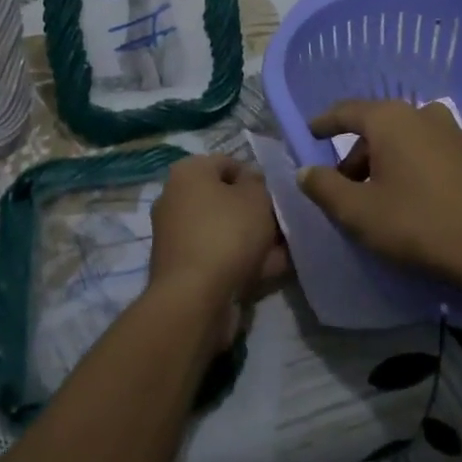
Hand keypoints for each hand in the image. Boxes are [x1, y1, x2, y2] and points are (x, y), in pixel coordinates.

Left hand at [148, 156, 289, 348]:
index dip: (255, 177)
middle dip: (255, 212)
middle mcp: (176, 198)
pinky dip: (242, 261)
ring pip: (225, 230)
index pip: (227, 163)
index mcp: (188, 173)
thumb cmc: (227, 234)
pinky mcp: (183, 267)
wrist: (194, 298)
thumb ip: (258, 182)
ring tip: (285, 250)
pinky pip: (219, 255)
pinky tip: (271, 270)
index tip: (275, 196)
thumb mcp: (256, 198)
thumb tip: (250, 180)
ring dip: (253, 239)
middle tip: (282, 224)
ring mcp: (177, 235)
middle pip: (225, 199)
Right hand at [297, 99, 461, 290]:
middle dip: (357, 154)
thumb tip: (306, 171)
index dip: (324, 123)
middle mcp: (424, 115)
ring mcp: (456, 134)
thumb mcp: (358, 213)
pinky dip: (416, 167)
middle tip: (345, 186)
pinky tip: (417, 199)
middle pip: (378, 128)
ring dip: (388, 161)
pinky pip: (433, 153)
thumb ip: (324, 187)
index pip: (347, 111)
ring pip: (408, 140)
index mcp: (391, 120)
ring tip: (380, 196)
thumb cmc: (418, 225)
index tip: (310, 134)